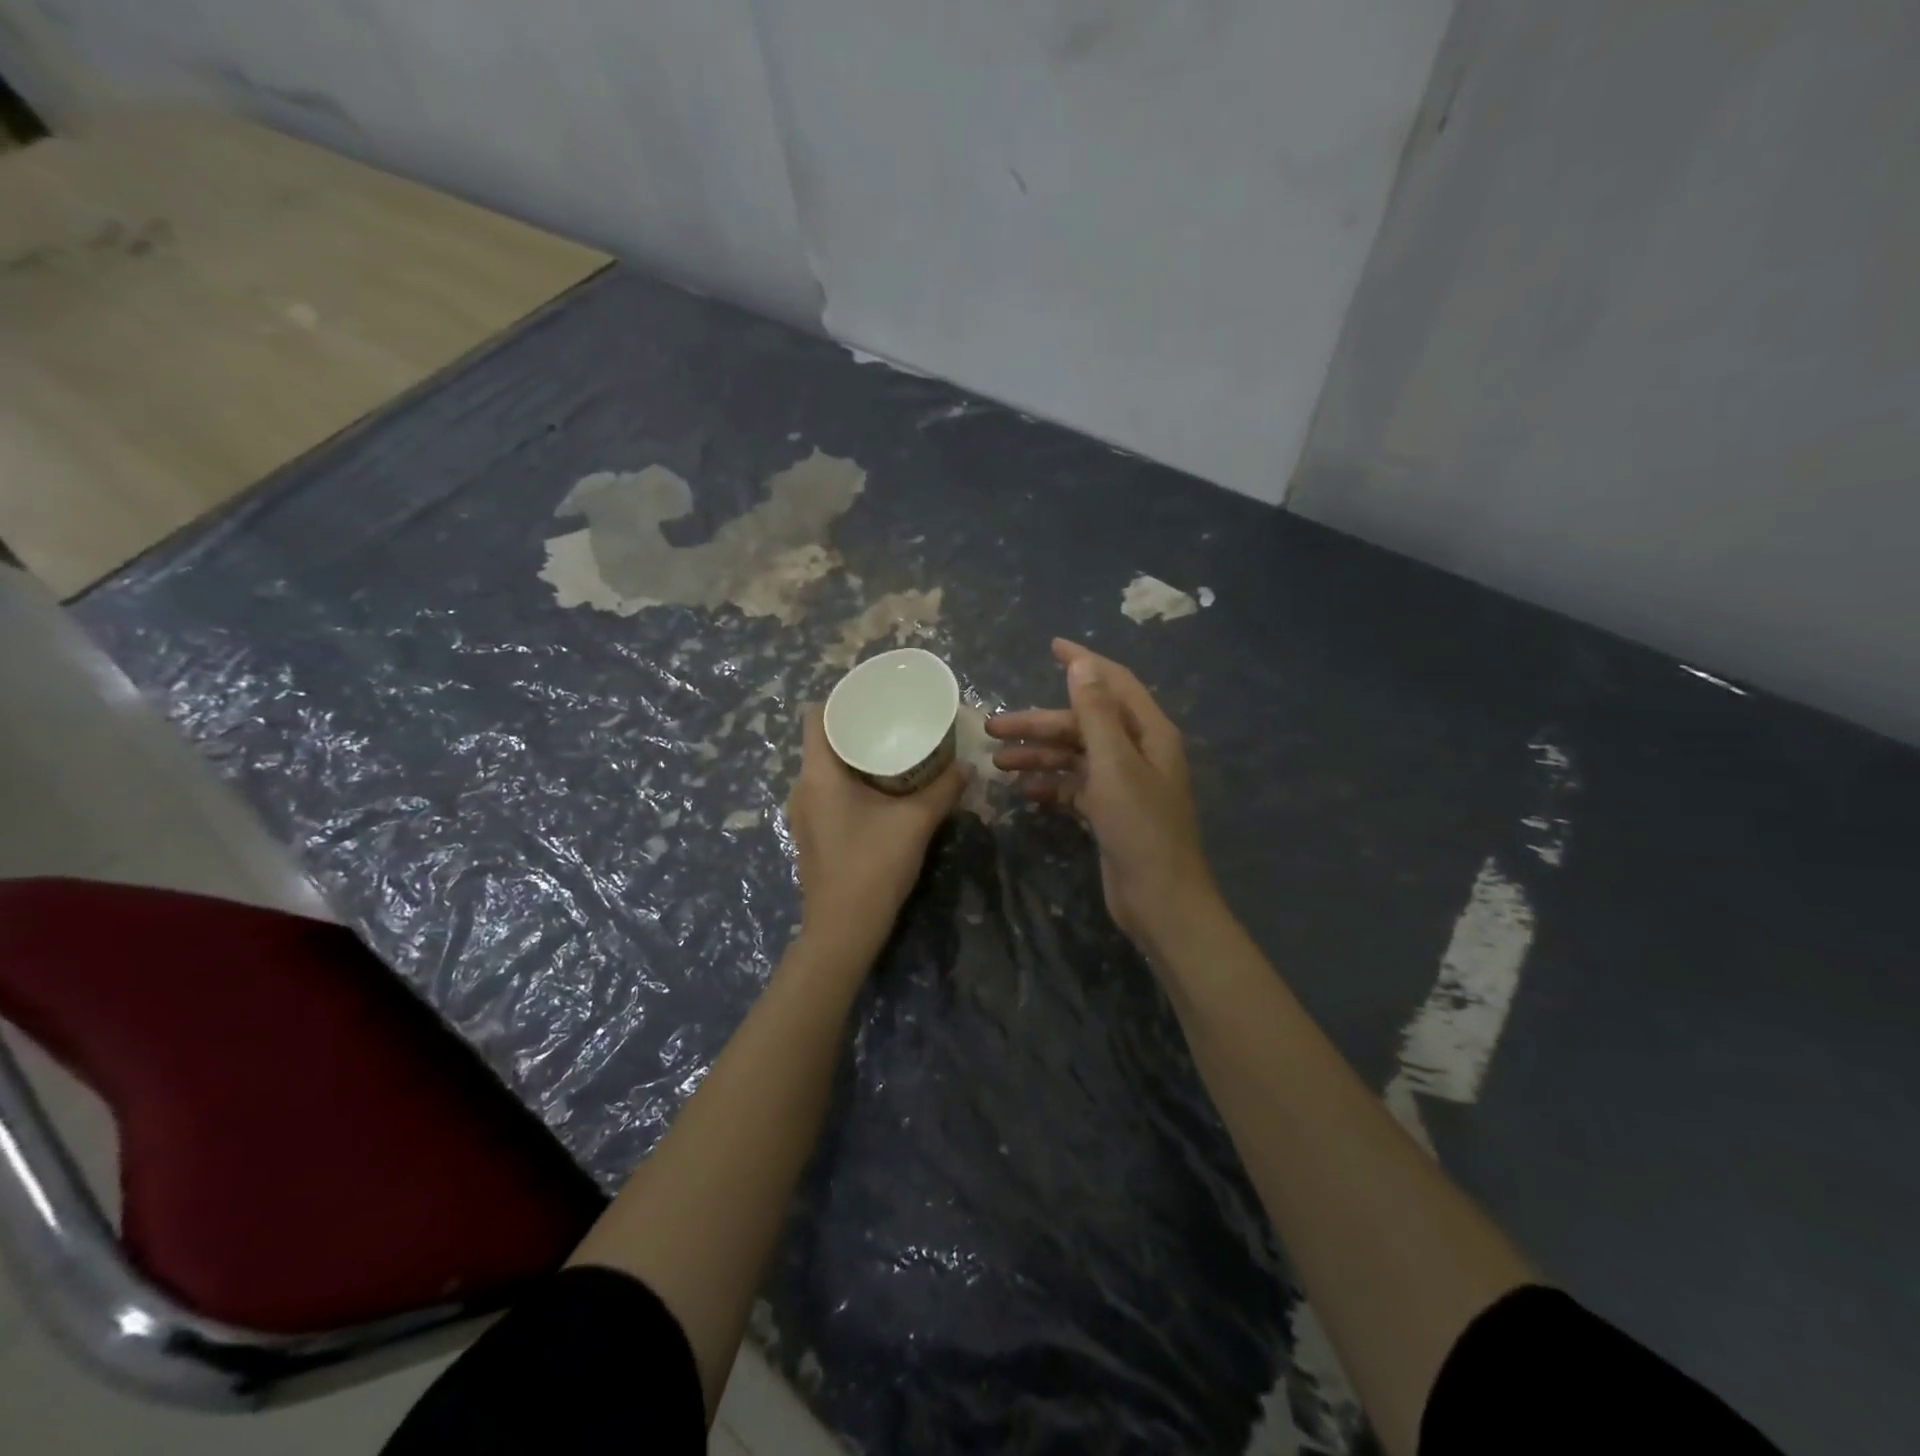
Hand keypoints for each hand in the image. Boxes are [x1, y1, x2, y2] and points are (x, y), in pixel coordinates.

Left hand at [785, 703, 966, 959]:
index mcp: (818, 774)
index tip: (875, 696)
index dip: (841, 699)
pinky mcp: (813, 833)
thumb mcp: (916, 823)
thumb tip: (967, 766)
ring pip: (826, 768)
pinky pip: (828, 791)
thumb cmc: (873, 867)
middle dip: (857, 726)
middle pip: (822, 740)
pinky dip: (852, 780)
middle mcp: (803, 787)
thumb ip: (943, 790)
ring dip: (856, 756)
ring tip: (894, 751)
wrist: (843, 931)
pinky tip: (883, 789)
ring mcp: (804, 813)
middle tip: (895, 720)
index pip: (815, 716)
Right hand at [987, 639, 1218, 952]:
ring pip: (1075, 756)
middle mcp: (1138, 752)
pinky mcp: (1110, 812)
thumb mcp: (1115, 765)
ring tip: (998, 763)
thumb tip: (1082, 664)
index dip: (1083, 663)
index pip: (1113, 684)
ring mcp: (1124, 783)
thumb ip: (1096, 714)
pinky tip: (1024, 791)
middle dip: (1040, 724)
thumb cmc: (1140, 828)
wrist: (1160, 900)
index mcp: (1149, 733)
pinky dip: (1051, 785)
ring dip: (1039, 756)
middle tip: (993, 728)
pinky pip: (1075, 787)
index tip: (1051, 646)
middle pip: (1084, 724)